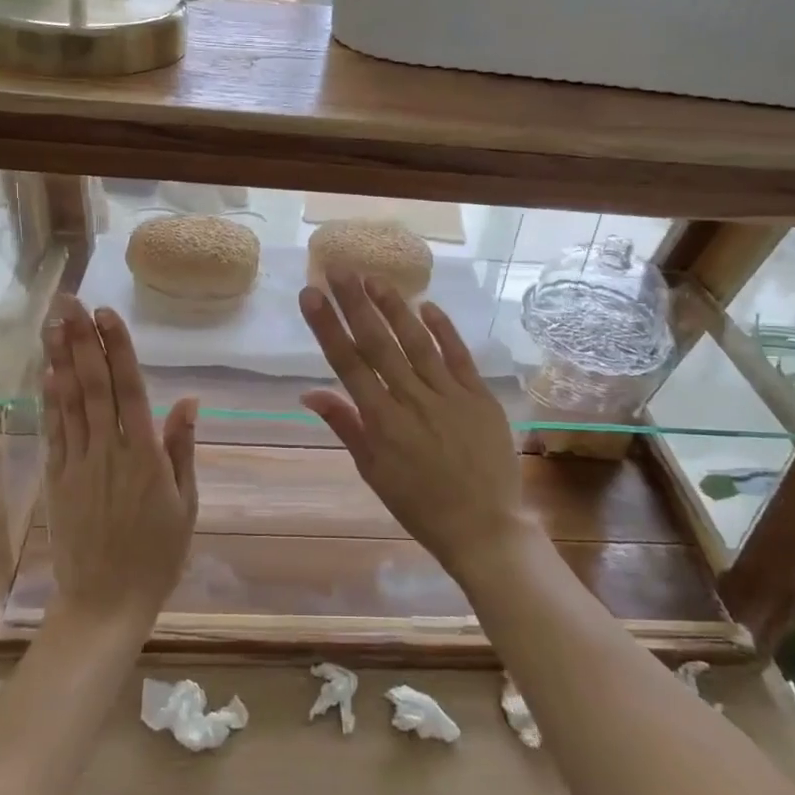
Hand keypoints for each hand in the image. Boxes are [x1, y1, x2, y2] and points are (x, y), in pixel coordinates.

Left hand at [42, 296, 197, 630]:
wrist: (105, 603)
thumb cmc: (157, 554)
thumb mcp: (186, 503)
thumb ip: (181, 448)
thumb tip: (188, 400)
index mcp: (145, 457)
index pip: (130, 390)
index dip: (118, 349)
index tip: (107, 315)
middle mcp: (108, 452)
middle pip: (94, 386)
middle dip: (81, 340)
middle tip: (70, 301)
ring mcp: (78, 464)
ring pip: (69, 401)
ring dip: (61, 359)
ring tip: (54, 322)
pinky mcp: (57, 479)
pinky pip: (54, 431)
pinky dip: (50, 399)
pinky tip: (48, 372)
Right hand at [299, 275, 530, 577]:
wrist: (484, 526)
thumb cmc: (420, 505)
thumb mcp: (373, 472)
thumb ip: (346, 426)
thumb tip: (310, 393)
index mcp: (382, 422)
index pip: (348, 364)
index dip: (328, 326)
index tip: (311, 294)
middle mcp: (412, 400)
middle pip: (378, 343)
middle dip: (355, 303)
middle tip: (338, 268)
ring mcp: (449, 394)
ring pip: (416, 341)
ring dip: (394, 308)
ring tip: (374, 278)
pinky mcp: (479, 395)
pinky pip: (458, 355)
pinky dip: (443, 329)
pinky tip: (427, 305)